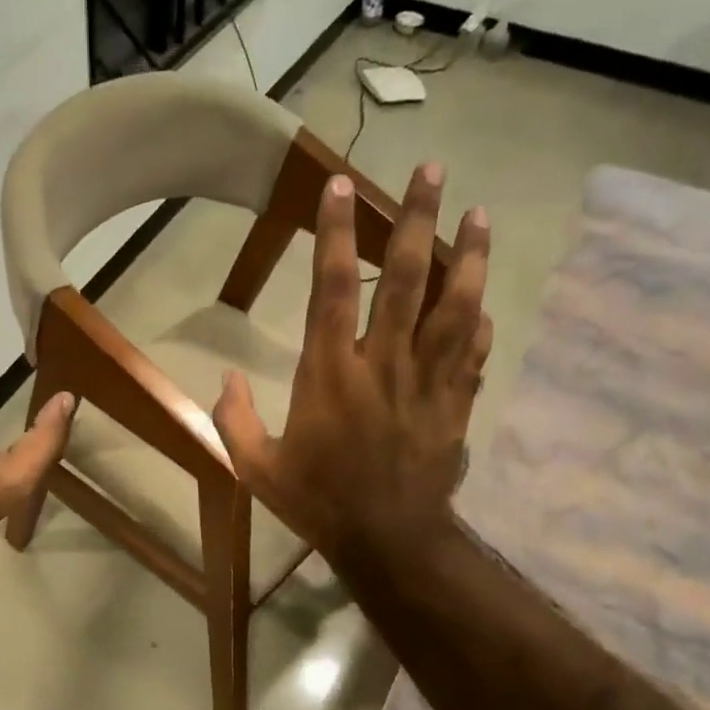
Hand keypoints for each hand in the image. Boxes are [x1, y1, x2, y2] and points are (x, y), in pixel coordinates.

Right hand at [212, 164, 490, 564]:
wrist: (388, 540)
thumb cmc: (319, 502)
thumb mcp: (257, 469)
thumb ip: (234, 421)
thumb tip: (225, 379)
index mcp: (330, 374)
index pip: (332, 288)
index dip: (336, 233)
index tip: (342, 186)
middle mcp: (383, 363)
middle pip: (405, 278)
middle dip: (418, 219)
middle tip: (432, 169)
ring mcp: (427, 381)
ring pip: (455, 304)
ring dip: (469, 255)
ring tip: (480, 212)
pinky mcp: (455, 403)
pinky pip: (473, 352)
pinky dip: (478, 321)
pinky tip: (483, 300)